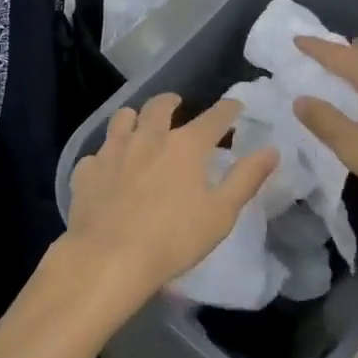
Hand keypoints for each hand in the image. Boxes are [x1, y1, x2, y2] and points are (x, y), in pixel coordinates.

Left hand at [58, 93, 277, 314]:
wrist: (109, 257)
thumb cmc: (174, 238)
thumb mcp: (221, 213)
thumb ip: (246, 178)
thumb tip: (271, 150)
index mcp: (185, 145)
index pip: (213, 117)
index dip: (227, 109)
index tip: (234, 106)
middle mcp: (148, 137)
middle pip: (160, 106)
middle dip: (171, 101)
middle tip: (176, 103)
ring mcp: (113, 150)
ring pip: (123, 118)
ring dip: (135, 117)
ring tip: (138, 124)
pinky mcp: (87, 169)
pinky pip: (98, 153)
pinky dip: (107, 155)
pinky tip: (108, 168)